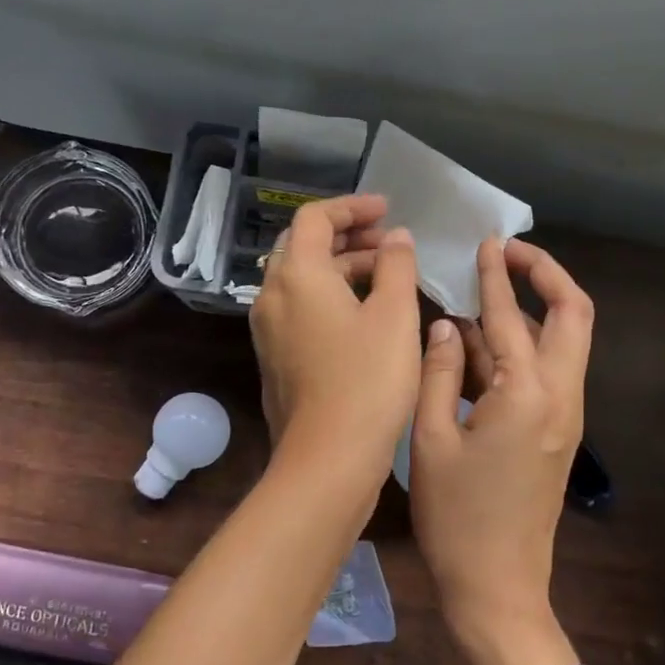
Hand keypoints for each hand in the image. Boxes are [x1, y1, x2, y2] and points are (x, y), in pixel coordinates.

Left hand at [250, 195, 422, 478]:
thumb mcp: (395, 315)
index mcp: (296, 275)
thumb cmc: (368, 380)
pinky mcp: (276, 359)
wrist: (329, 457)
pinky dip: (329, 298)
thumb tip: (395, 238)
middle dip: (346, 237)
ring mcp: (268, 331)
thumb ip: (396, 266)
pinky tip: (364, 315)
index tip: (387, 209)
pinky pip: (299, 310)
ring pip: (301, 281)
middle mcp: (272, 296)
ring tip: (386, 276)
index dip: (352, 207)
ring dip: (340, 269)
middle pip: (302, 247)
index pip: (314, 218)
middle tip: (388, 242)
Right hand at [409, 238, 592, 664]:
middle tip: (508, 255)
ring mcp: (566, 416)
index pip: (512, 316)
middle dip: (545, 276)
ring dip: (532, 310)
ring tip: (483, 294)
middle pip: (573, 315)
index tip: (489, 242)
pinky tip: (482, 345)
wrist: (498, 586)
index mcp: (527, 394)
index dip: (497, 276)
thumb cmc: (456, 517)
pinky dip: (523, 347)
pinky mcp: (559, 434)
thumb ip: (440, 373)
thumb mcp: (431, 438)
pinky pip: (549, 372)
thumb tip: (446, 326)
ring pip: (564, 342)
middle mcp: (561, 396)